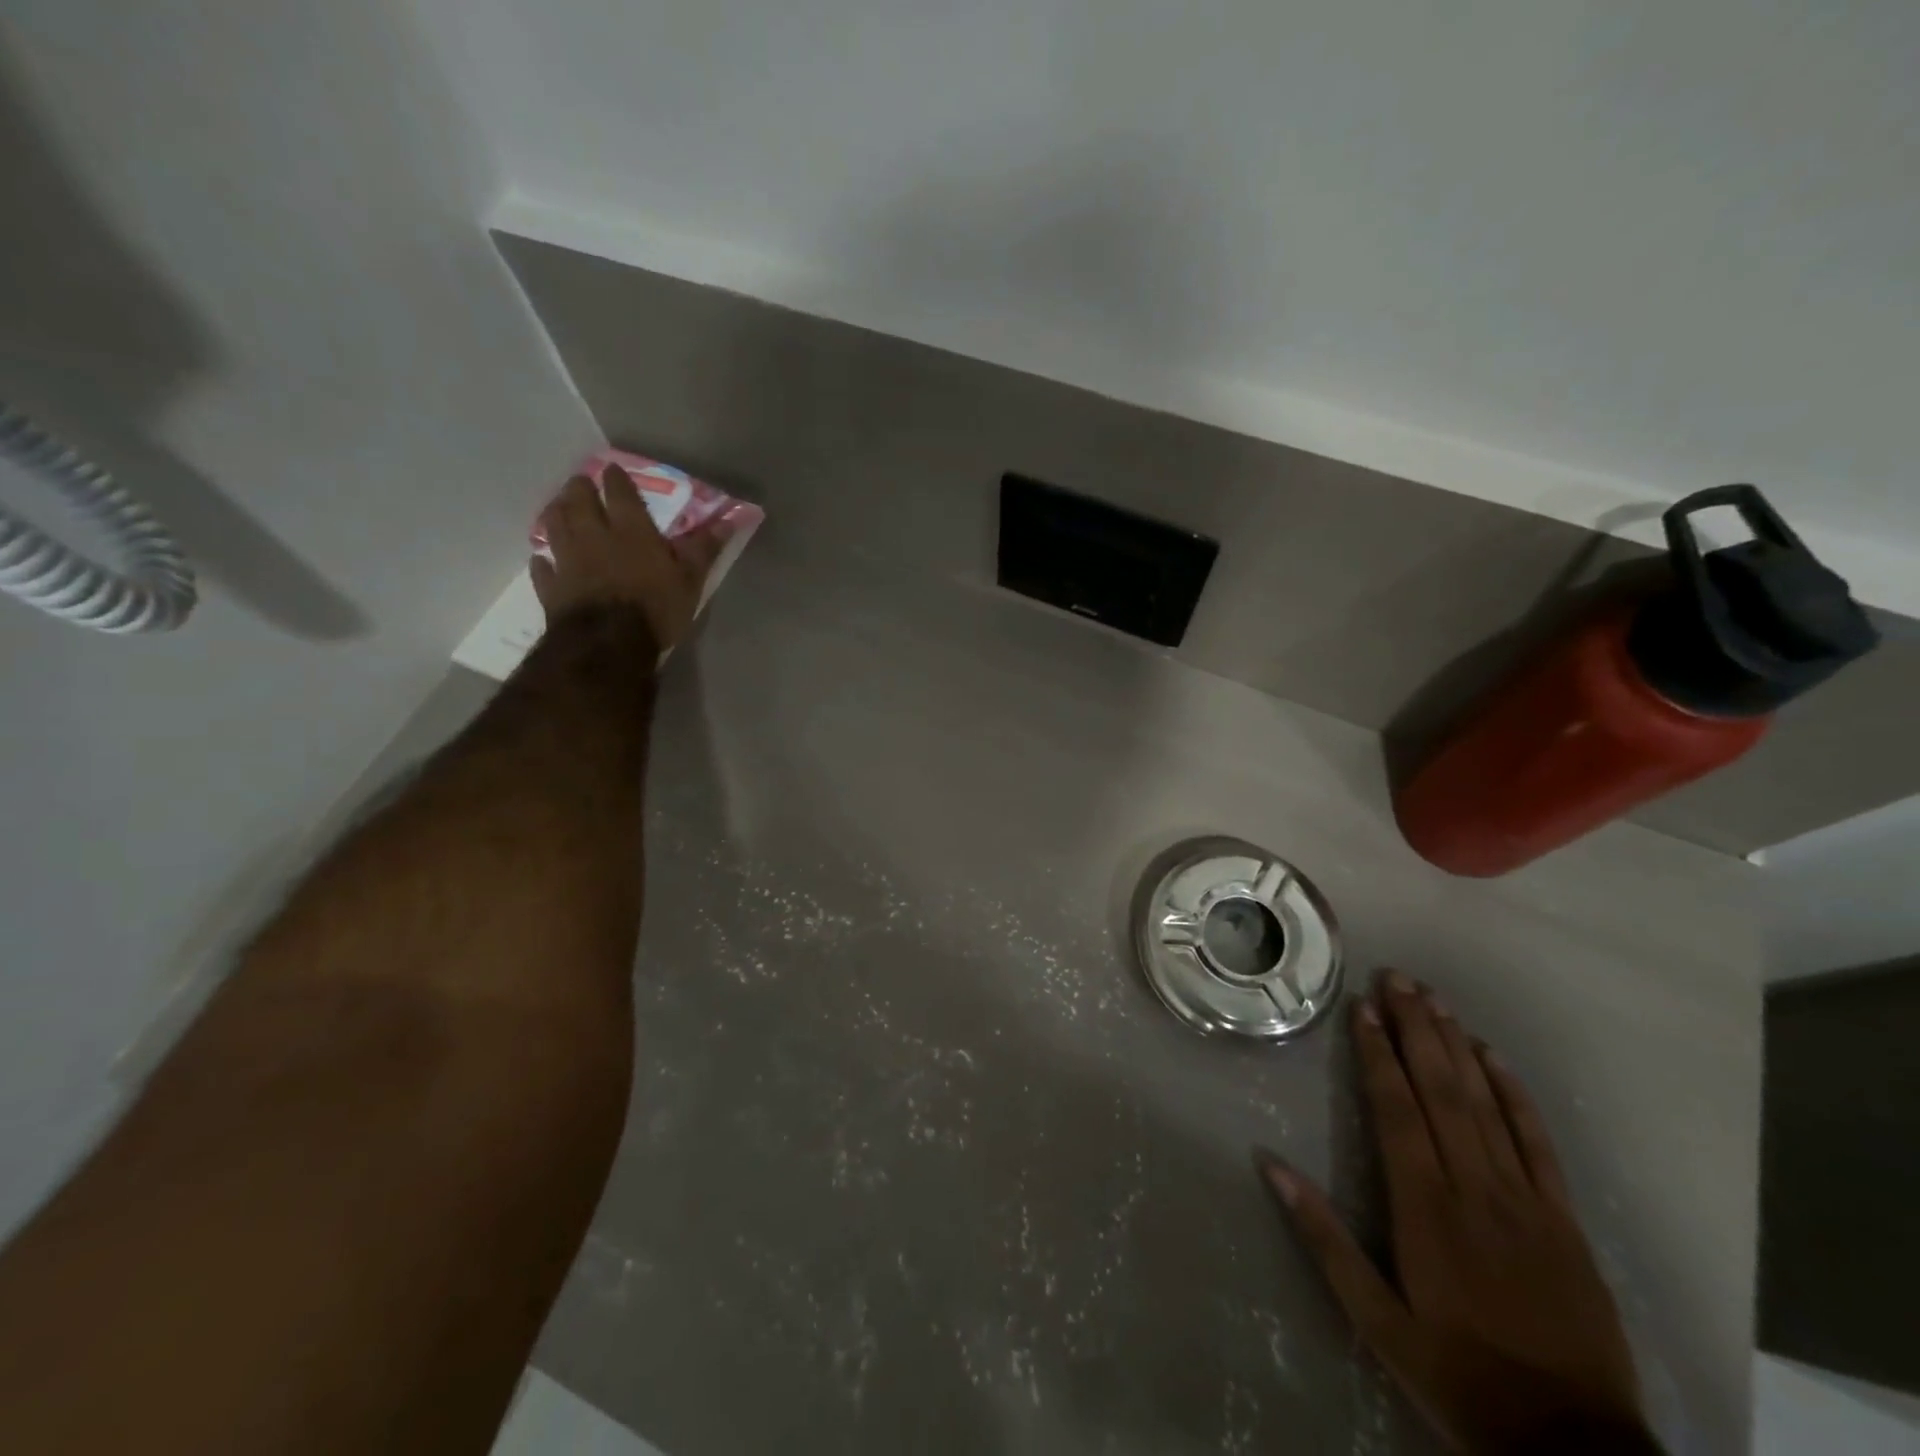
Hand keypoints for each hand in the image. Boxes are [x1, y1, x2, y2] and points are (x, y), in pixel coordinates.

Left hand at [530, 465, 728, 650]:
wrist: (609, 644)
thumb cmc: (656, 608)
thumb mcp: (690, 579)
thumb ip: (703, 549)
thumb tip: (728, 520)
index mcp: (631, 531)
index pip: (620, 493)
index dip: (616, 479)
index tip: (613, 469)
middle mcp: (594, 536)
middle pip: (579, 502)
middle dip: (579, 489)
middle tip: (581, 484)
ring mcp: (568, 561)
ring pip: (554, 527)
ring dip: (556, 514)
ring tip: (558, 508)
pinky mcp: (552, 587)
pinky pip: (543, 568)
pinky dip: (543, 561)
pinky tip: (543, 559)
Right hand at [1257, 973, 1652, 1454]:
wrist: (1574, 1451)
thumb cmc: (1458, 1377)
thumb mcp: (1374, 1320)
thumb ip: (1322, 1237)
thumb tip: (1270, 1164)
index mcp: (1424, 1208)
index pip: (1396, 1109)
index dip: (1377, 1053)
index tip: (1363, 1007)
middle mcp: (1474, 1188)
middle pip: (1440, 1090)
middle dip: (1415, 1028)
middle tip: (1398, 978)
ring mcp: (1526, 1200)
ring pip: (1485, 1103)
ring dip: (1457, 1045)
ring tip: (1434, 999)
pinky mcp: (1565, 1219)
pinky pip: (1538, 1142)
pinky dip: (1514, 1093)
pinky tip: (1494, 1056)